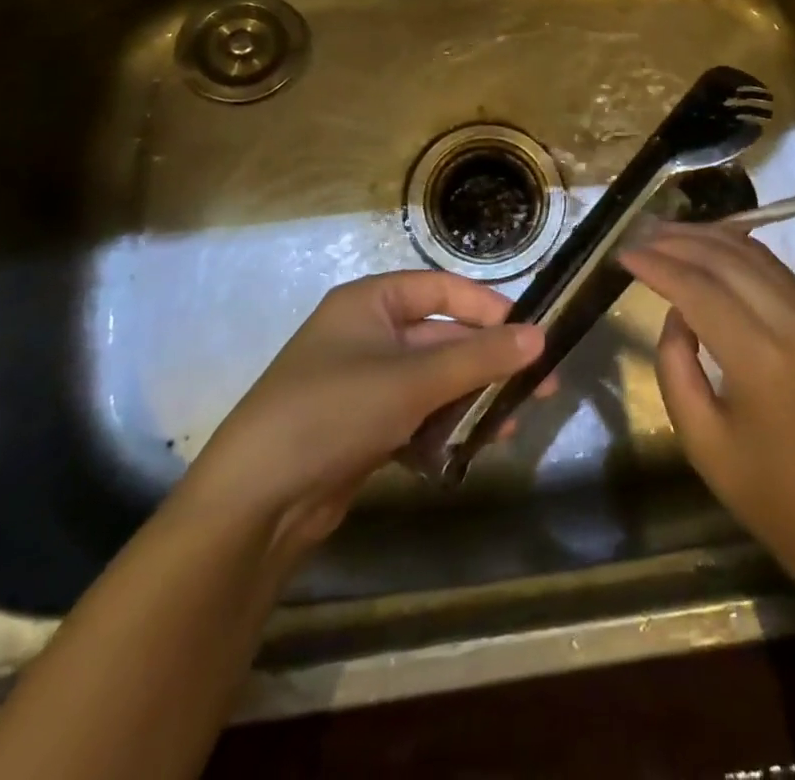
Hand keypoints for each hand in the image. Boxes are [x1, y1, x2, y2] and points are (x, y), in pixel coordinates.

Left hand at [176, 271, 543, 561]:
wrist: (254, 503)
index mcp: (370, 302)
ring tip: (509, 426)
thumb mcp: (412, 380)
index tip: (530, 334)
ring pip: (434, 382)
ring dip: (471, 400)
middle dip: (488, 364)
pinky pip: (417, 416)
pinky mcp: (363, 428)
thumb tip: (540, 337)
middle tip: (539, 387)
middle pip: (443, 338)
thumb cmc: (334, 412)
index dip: (488, 308)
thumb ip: (479, 358)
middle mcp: (368, 334)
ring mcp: (365, 383)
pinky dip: (443, 430)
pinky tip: (471, 451)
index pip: (442, 289)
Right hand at [620, 225, 794, 583]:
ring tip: (668, 232)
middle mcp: (793, 327)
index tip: (623, 254)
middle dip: (680, 242)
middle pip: (729, 261)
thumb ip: (676, 366)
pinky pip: (776, 272)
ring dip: (709, 238)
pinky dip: (740, 250)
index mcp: (762, 361)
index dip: (659, 266)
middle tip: (639, 234)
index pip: (700, 291)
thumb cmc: (765, 492)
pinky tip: (714, 245)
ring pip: (756, 257)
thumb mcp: (700, 440)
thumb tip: (677, 313)